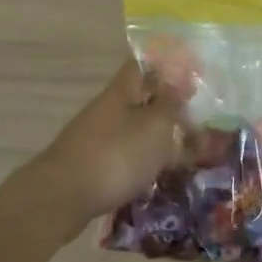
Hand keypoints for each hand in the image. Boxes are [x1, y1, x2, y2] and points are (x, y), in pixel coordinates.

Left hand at [23, 58, 186, 226]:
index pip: (142, 64)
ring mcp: (96, 137)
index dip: (165, 63)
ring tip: (186, 148)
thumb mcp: (155, 125)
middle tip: (197, 116)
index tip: (191, 72)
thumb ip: (170, 103)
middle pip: (139, 97)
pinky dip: (144, 158)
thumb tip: (180, 82)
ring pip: (133, 127)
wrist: (63, 198)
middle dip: (166, 104)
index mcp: (121, 91)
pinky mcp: (92, 164)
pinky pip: (125, 153)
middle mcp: (106, 109)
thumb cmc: (116, 155)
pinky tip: (159, 172)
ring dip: (157, 134)